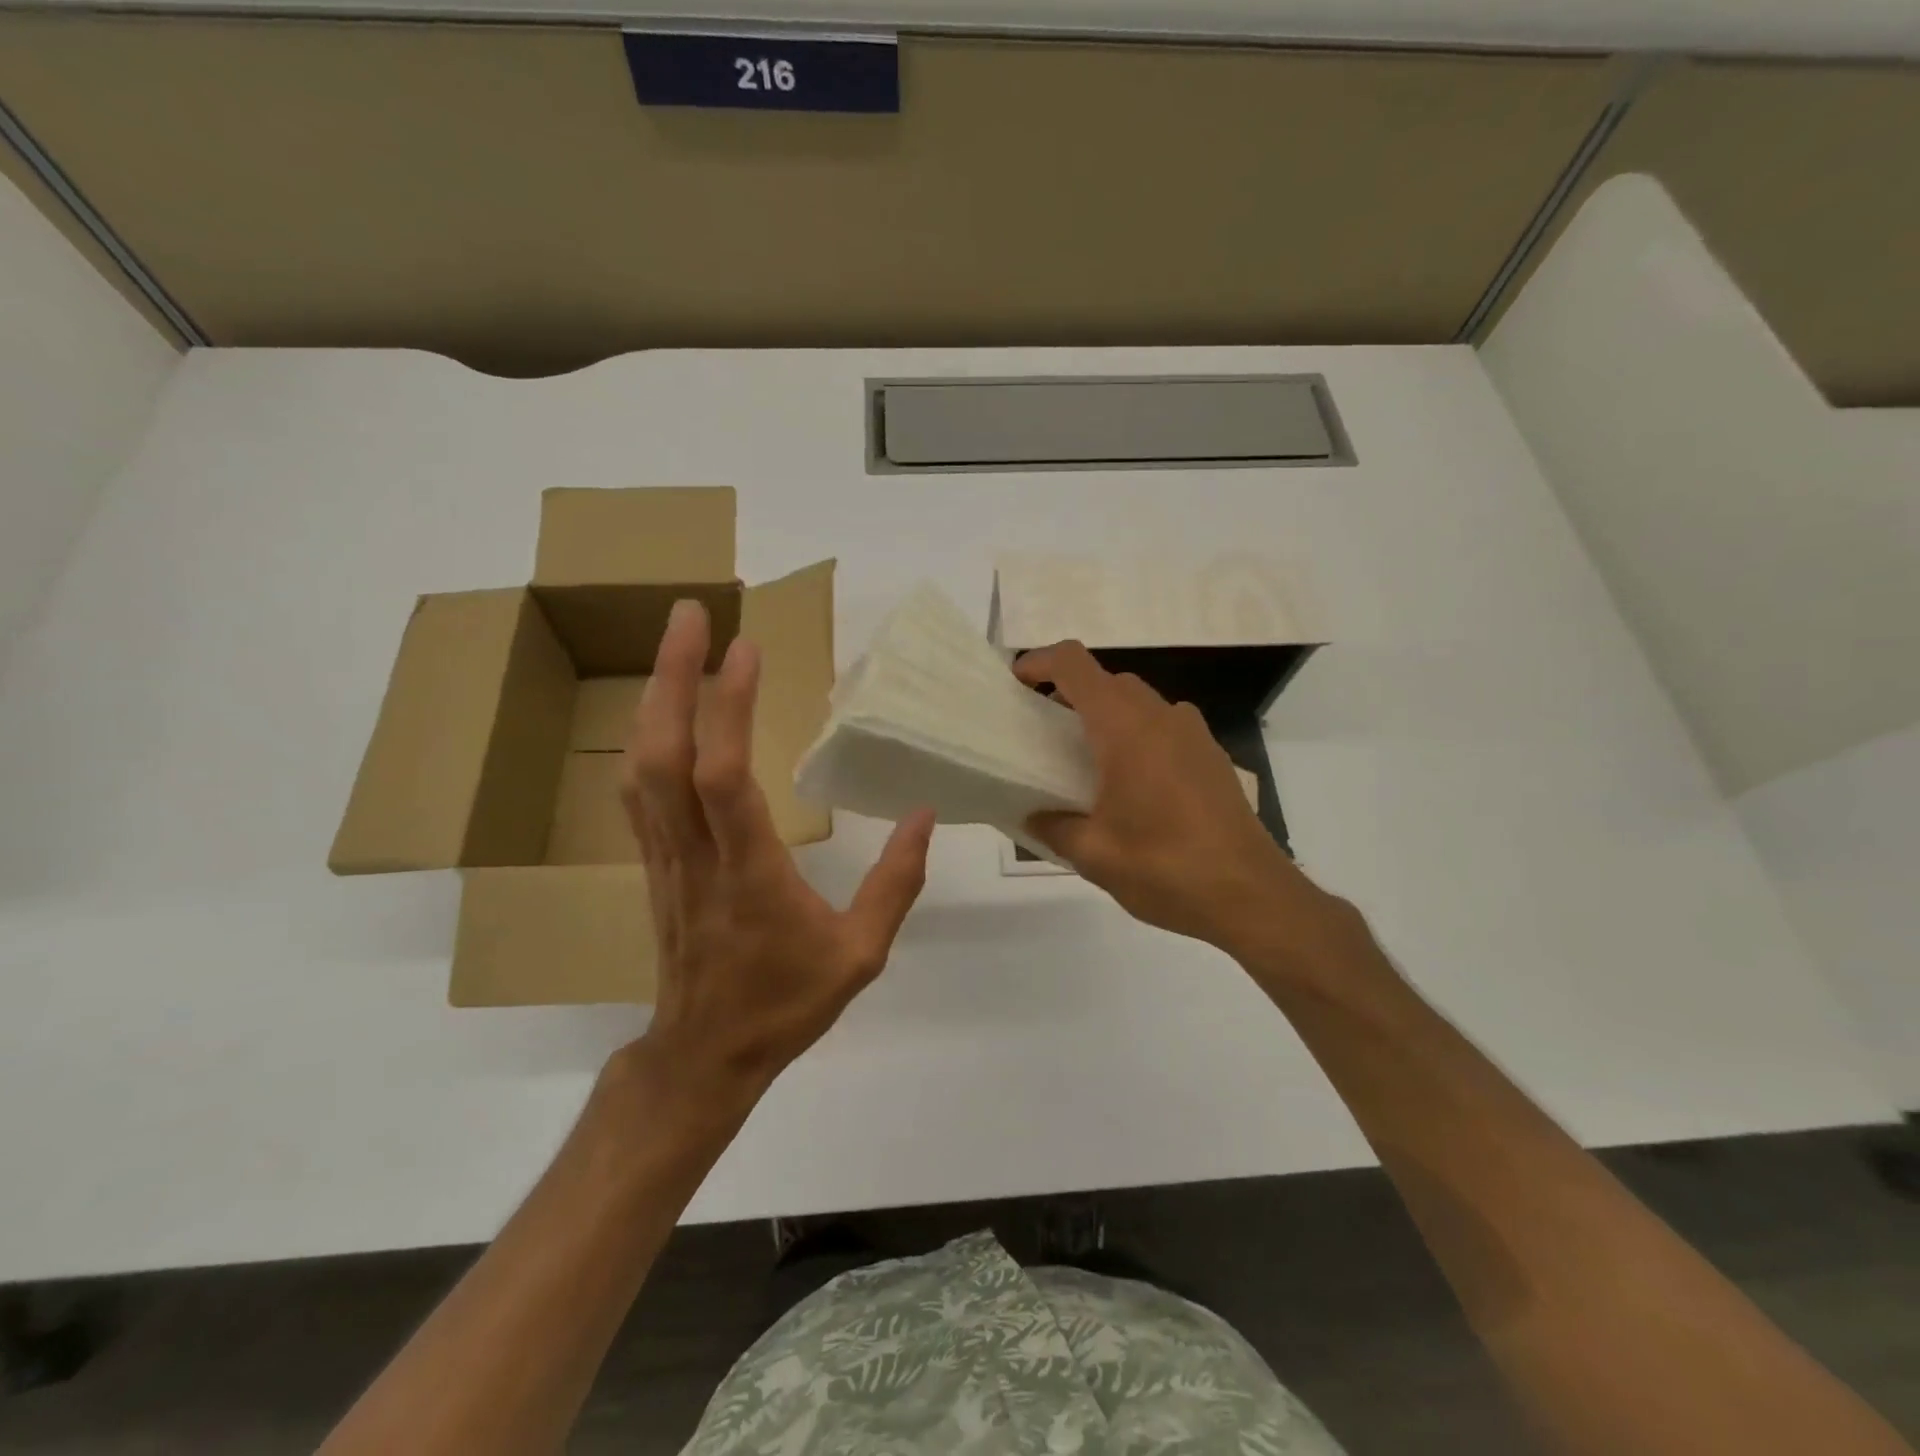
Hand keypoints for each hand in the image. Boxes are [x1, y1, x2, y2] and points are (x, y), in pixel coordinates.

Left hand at [620, 599, 934, 1103]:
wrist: (705, 1054)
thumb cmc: (786, 1003)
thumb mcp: (861, 953)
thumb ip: (897, 882)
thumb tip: (926, 815)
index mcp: (750, 872)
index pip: (725, 777)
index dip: (729, 707)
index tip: (747, 647)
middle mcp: (695, 853)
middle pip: (664, 753)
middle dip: (672, 675)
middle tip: (688, 613)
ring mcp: (664, 856)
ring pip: (641, 766)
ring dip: (654, 697)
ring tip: (675, 643)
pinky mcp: (653, 862)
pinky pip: (639, 790)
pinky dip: (647, 737)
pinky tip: (661, 709)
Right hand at [1013, 641, 1327, 958]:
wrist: (1251, 896)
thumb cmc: (1165, 868)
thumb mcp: (1095, 855)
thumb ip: (1055, 828)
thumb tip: (1034, 818)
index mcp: (1125, 728)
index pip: (1075, 665)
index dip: (1040, 662)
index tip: (1017, 682)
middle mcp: (1161, 717)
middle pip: (1109, 681)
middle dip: (1071, 693)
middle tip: (1045, 731)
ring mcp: (1194, 734)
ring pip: (1141, 702)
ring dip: (1108, 714)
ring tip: (1088, 759)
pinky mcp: (1213, 757)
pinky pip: (1166, 727)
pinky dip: (1139, 735)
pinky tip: (1134, 786)